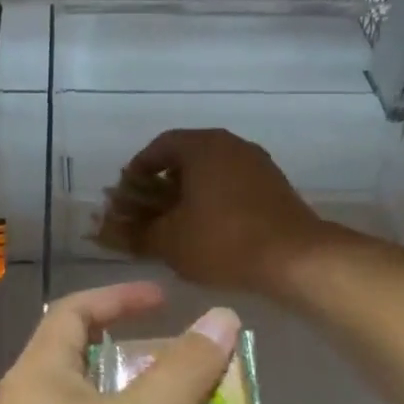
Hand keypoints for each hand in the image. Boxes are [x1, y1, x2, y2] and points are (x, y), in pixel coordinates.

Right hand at [117, 129, 327, 295]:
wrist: (295, 259)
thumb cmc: (223, 241)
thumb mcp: (169, 241)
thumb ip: (135, 233)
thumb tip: (108, 231)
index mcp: (202, 146)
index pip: (159, 146)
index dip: (137, 169)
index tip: (125, 193)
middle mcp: (231, 145)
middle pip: (186, 158)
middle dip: (161, 184)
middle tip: (147, 211)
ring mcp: (257, 164)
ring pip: (211, 173)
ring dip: (188, 194)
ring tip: (174, 224)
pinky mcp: (274, 186)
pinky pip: (232, 186)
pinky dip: (213, 201)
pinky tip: (206, 230)